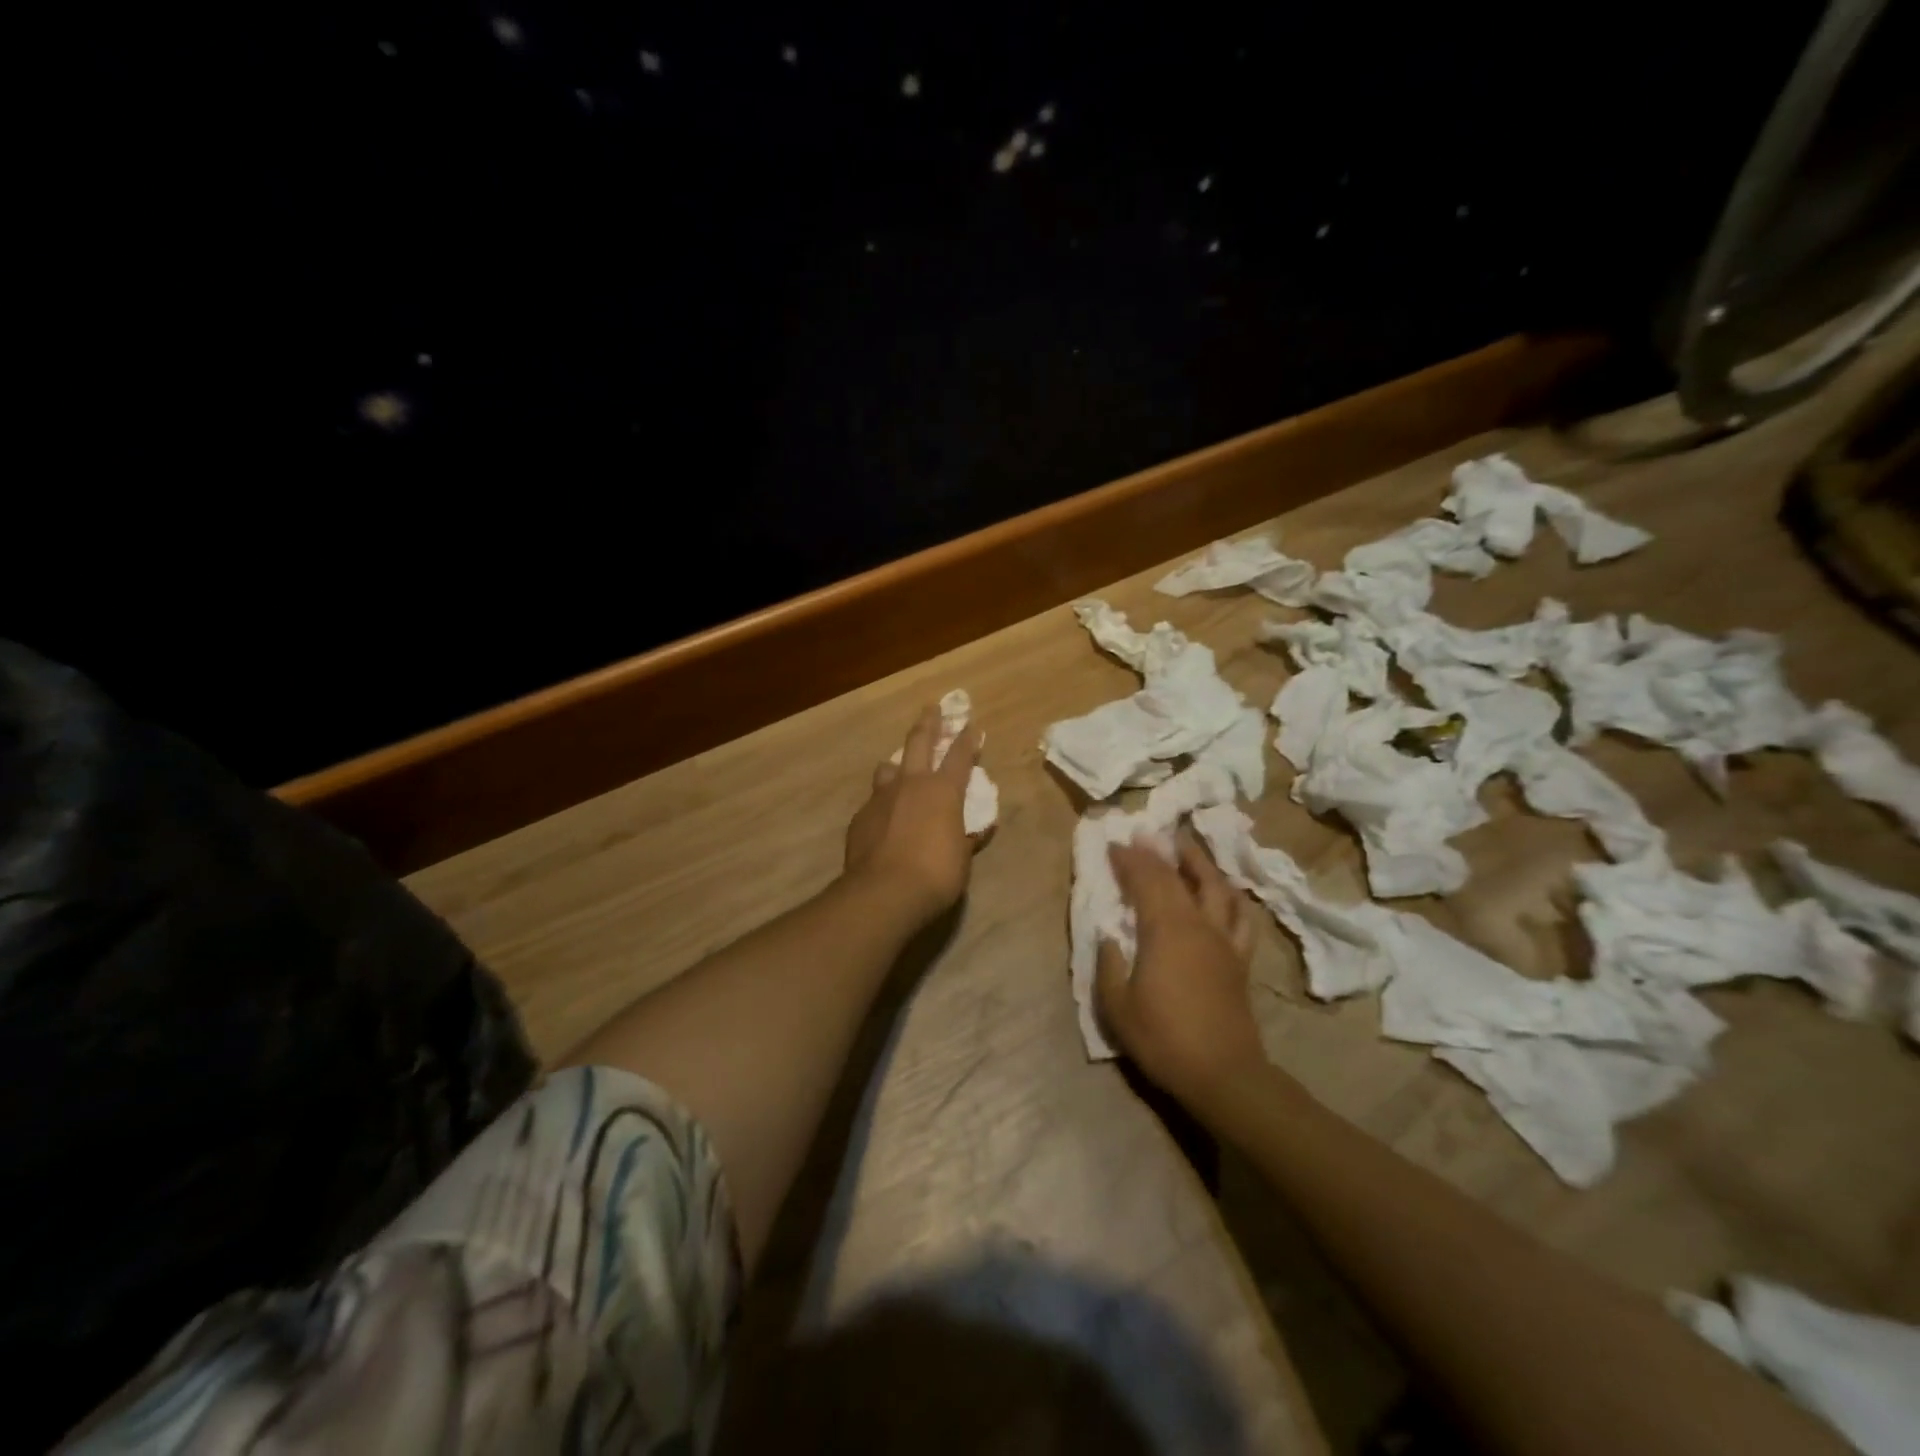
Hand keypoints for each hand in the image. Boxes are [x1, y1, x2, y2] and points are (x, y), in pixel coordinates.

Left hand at [844, 704, 985, 924]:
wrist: (884, 892)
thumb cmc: (936, 874)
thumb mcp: (961, 858)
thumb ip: (966, 838)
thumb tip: (977, 831)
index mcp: (943, 791)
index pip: (960, 756)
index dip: (968, 740)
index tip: (971, 725)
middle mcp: (911, 784)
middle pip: (918, 743)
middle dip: (928, 724)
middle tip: (931, 708)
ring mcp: (881, 798)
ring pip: (888, 768)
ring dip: (897, 764)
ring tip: (899, 766)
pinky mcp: (861, 817)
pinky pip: (874, 802)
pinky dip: (883, 804)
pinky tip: (884, 817)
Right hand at [1097, 830, 1265, 1109]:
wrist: (1223, 1075)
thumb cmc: (1164, 1039)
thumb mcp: (1117, 1006)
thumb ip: (1109, 965)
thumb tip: (1108, 936)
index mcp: (1165, 930)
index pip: (1145, 881)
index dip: (1129, 860)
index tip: (1114, 844)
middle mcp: (1197, 924)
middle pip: (1177, 877)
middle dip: (1156, 854)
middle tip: (1142, 835)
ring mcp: (1223, 940)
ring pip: (1215, 887)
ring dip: (1198, 862)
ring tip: (1186, 846)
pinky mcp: (1239, 959)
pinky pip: (1240, 918)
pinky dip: (1232, 898)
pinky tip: (1226, 891)